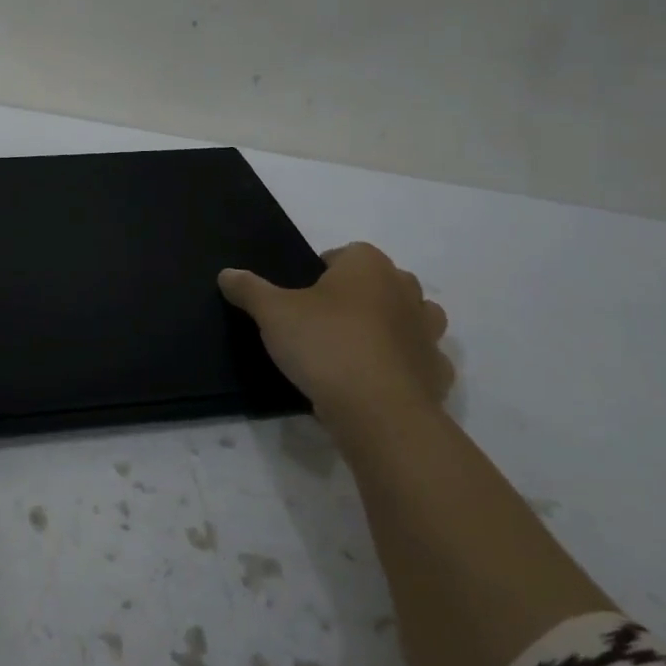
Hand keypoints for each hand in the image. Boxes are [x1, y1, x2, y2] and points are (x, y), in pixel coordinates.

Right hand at [219, 241, 451, 424]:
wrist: (378, 411)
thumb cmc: (325, 345)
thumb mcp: (272, 313)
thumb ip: (249, 289)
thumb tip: (227, 273)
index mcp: (368, 266)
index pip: (347, 253)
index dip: (324, 270)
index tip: (303, 295)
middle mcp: (405, 290)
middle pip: (383, 282)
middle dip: (360, 294)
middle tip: (326, 319)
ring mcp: (427, 332)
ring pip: (413, 317)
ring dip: (391, 325)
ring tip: (356, 347)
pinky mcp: (438, 372)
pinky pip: (420, 359)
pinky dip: (404, 365)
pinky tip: (378, 380)